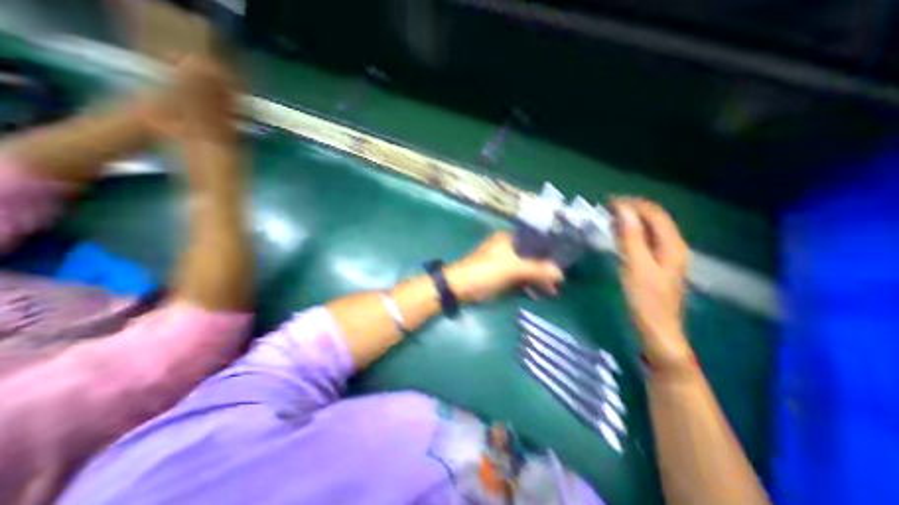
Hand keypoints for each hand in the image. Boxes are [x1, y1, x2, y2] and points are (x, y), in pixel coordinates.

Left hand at [448, 232, 563, 303]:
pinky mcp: (500, 275)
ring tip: (553, 290)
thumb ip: (537, 269)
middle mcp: (507, 247)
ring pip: (526, 267)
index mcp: (509, 239)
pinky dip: (529, 284)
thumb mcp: (512, 269)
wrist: (458, 288)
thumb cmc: (485, 272)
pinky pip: (519, 277)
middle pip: (532, 254)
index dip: (550, 248)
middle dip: (546, 267)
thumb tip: (561, 273)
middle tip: (561, 280)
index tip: (565, 259)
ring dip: (538, 277)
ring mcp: (503, 262)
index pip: (535, 239)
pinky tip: (539, 293)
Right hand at [611, 199, 693, 372]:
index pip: (655, 214)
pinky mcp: (656, 266)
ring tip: (611, 217)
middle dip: (633, 210)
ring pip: (650, 230)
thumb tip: (623, 210)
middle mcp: (673, 247)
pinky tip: (620, 236)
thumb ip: (630, 237)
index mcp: (672, 245)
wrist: (657, 330)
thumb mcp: (636, 266)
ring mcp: (666, 258)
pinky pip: (645, 241)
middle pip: (655, 220)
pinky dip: (632, 233)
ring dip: (632, 221)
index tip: (609, 201)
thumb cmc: (646, 299)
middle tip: (607, 208)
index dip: (634, 204)